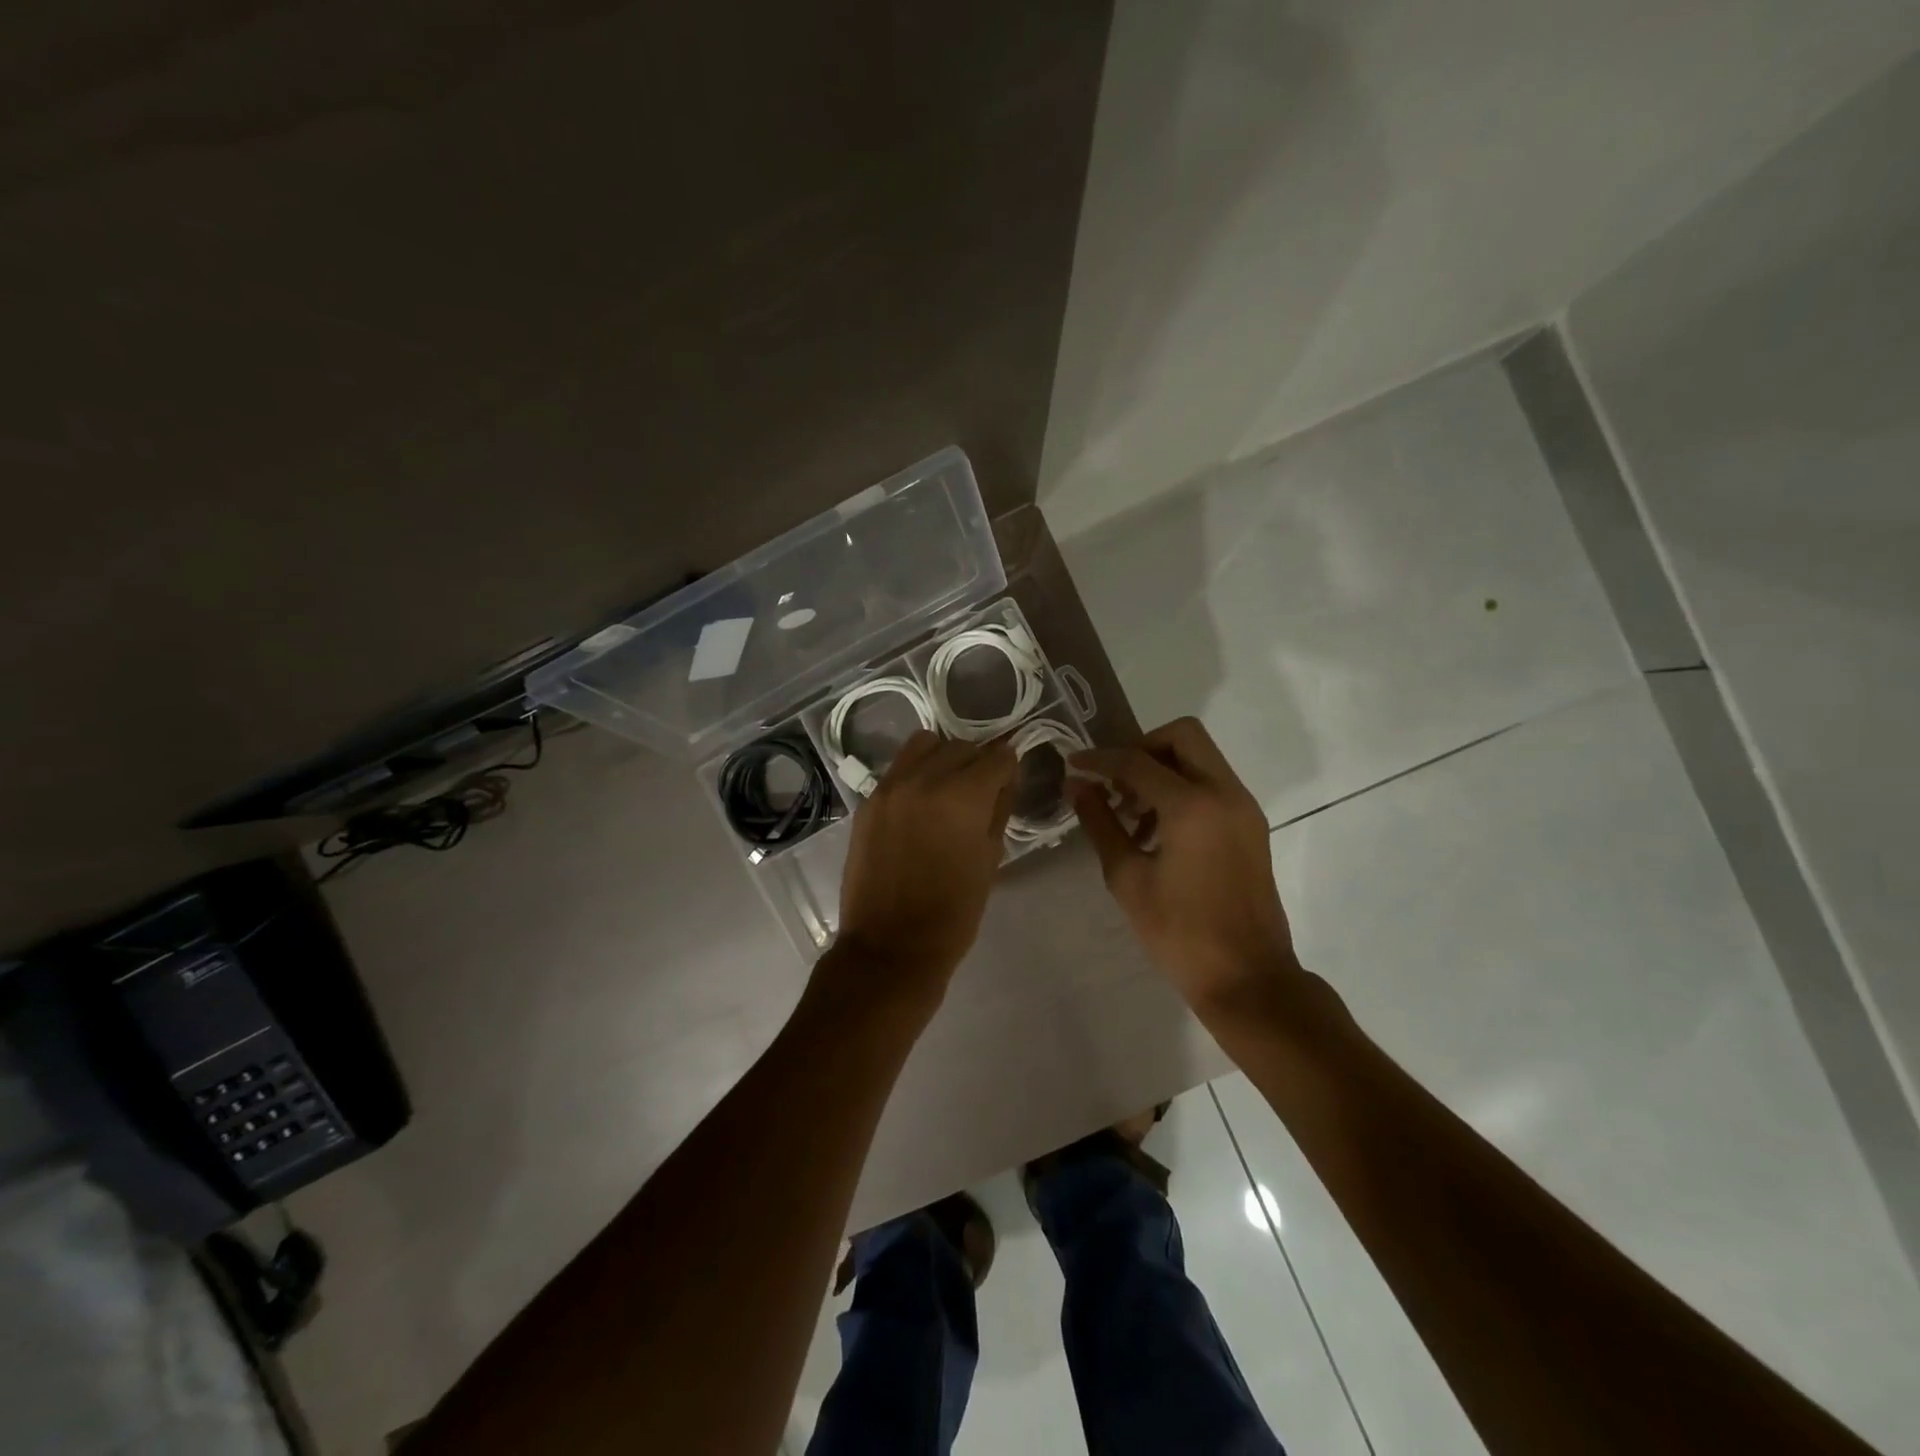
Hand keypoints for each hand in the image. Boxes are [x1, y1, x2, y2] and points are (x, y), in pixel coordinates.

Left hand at [831, 731, 1016, 1009]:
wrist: (890, 946)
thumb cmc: (953, 912)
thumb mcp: (991, 859)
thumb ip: (1000, 809)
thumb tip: (1005, 779)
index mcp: (962, 797)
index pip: (997, 757)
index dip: (1010, 768)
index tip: (1010, 783)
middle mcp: (924, 779)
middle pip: (962, 746)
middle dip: (980, 761)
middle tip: (984, 790)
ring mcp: (890, 787)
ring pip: (925, 745)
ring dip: (945, 757)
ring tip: (950, 787)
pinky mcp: (868, 801)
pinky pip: (899, 768)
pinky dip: (917, 772)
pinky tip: (922, 801)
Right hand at [1072, 717, 1298, 1009]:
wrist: (1248, 978)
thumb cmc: (1180, 933)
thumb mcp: (1128, 878)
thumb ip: (1101, 824)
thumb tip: (1077, 786)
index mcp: (1192, 806)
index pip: (1137, 762)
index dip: (1099, 760)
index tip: (1073, 765)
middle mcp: (1225, 793)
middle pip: (1182, 736)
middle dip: (1141, 749)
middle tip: (1114, 783)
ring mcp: (1244, 808)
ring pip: (1200, 757)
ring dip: (1162, 769)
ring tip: (1130, 814)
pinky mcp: (1251, 825)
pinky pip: (1213, 783)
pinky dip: (1183, 788)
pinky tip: (1156, 830)